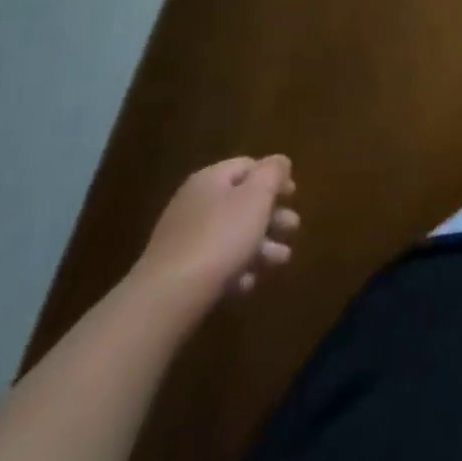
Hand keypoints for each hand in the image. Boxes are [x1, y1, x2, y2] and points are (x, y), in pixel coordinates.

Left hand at [134, 156, 299, 310]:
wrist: (167, 298)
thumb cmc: (220, 237)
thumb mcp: (257, 197)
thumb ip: (273, 173)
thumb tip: (279, 161)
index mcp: (211, 178)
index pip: (248, 165)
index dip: (274, 177)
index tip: (294, 196)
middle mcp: (194, 202)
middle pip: (241, 201)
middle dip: (271, 215)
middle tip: (292, 228)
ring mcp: (182, 238)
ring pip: (231, 234)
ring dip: (260, 245)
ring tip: (281, 261)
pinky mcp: (176, 272)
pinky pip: (213, 263)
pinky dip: (235, 269)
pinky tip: (248, 284)